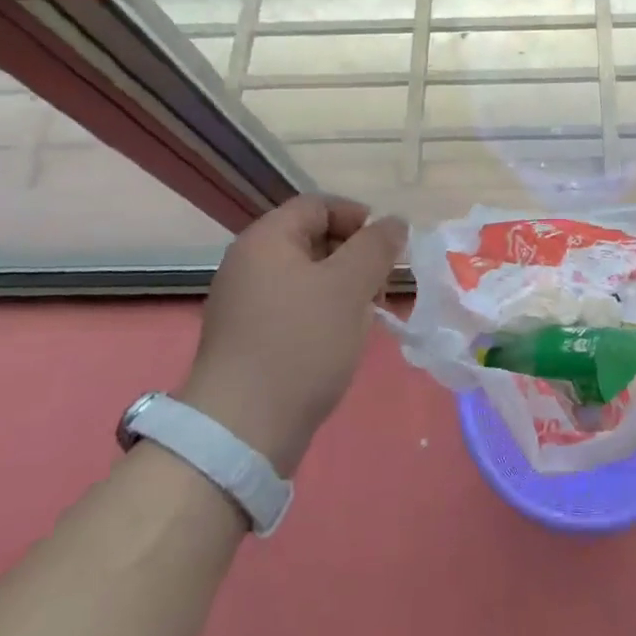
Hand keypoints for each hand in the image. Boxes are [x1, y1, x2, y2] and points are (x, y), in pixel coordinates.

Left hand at [177, 195, 405, 476]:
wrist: (242, 430)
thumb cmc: (300, 343)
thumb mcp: (350, 286)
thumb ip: (377, 246)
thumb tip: (394, 223)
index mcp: (266, 239)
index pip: (318, 205)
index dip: (358, 217)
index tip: (387, 248)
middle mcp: (248, 263)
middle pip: (312, 239)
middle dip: (355, 256)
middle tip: (382, 287)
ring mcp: (244, 303)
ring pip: (306, 277)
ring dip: (343, 288)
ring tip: (367, 317)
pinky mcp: (247, 339)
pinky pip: (293, 308)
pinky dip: (322, 314)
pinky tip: (341, 341)